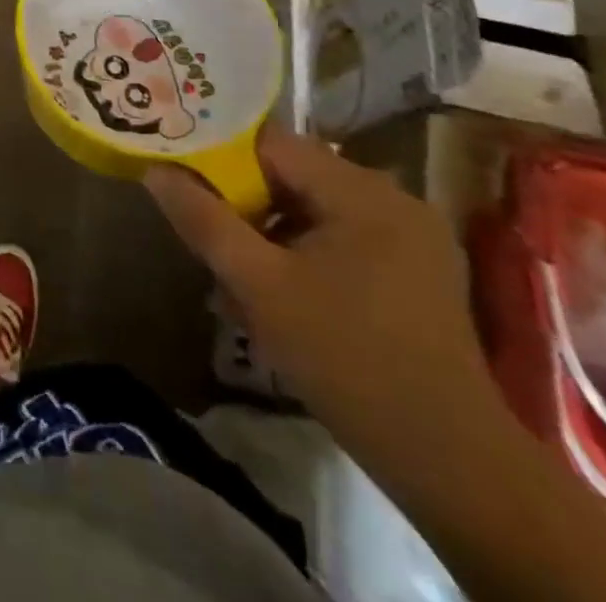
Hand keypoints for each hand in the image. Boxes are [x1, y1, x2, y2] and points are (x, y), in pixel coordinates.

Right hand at [145, 125, 500, 481]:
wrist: (449, 462)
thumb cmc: (345, 359)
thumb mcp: (257, 285)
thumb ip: (203, 220)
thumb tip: (155, 170)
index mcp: (362, 192)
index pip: (271, 143)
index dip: (222, 158)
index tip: (186, 183)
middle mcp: (393, 198)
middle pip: (294, 175)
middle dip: (246, 204)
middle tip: (211, 240)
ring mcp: (412, 236)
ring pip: (316, 208)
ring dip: (273, 232)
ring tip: (241, 278)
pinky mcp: (419, 270)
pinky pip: (344, 236)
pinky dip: (306, 252)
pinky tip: (286, 294)